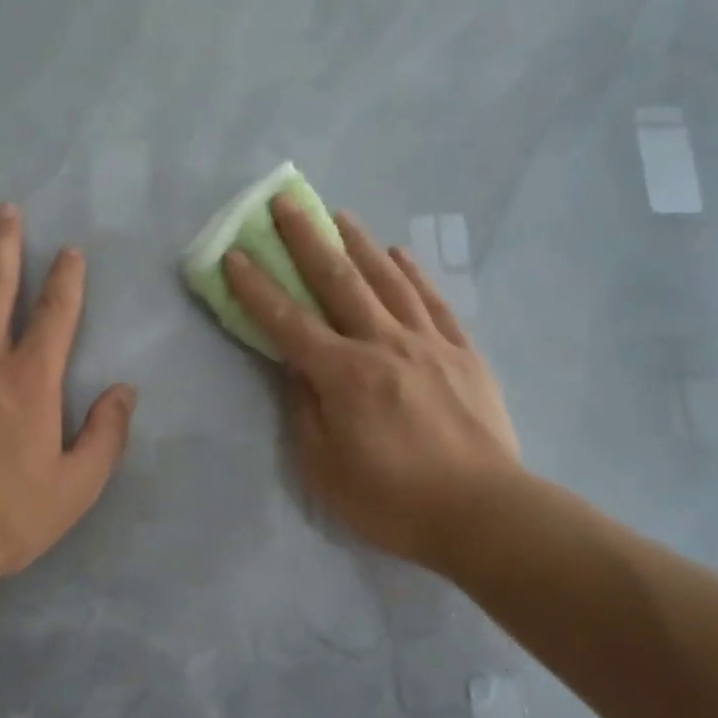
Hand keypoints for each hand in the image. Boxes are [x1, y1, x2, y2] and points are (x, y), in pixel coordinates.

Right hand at [223, 197, 521, 567]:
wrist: (483, 514)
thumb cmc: (394, 501)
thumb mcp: (326, 470)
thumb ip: (304, 411)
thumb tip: (294, 367)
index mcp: (344, 376)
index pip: (288, 322)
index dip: (256, 288)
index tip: (235, 254)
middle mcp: (384, 345)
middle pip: (339, 281)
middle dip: (307, 239)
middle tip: (286, 202)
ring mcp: (428, 344)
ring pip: (388, 280)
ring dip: (360, 243)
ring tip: (340, 214)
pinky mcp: (463, 353)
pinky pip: (434, 303)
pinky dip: (414, 274)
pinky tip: (400, 254)